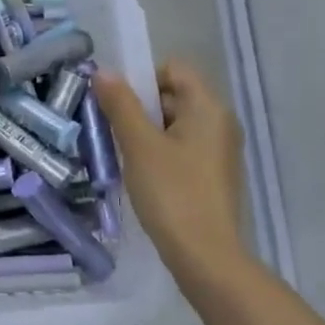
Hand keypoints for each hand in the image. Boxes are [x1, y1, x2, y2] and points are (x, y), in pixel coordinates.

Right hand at [93, 60, 249, 294]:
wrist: (205, 256)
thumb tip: (104, 72)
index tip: (117, 103)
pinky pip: (182, 149)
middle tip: (111, 130)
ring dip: (146, 133)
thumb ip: (121, 105)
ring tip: (122, 155)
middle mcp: (220, 123)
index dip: (142, 78)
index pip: (174, 69)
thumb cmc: (172, 193)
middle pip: (174, 96)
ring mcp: (219, 151)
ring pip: (175, 125)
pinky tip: (142, 176)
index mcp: (209, 107)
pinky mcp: (213, 176)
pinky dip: (159, 154)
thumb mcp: (139, 145)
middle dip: (139, 108)